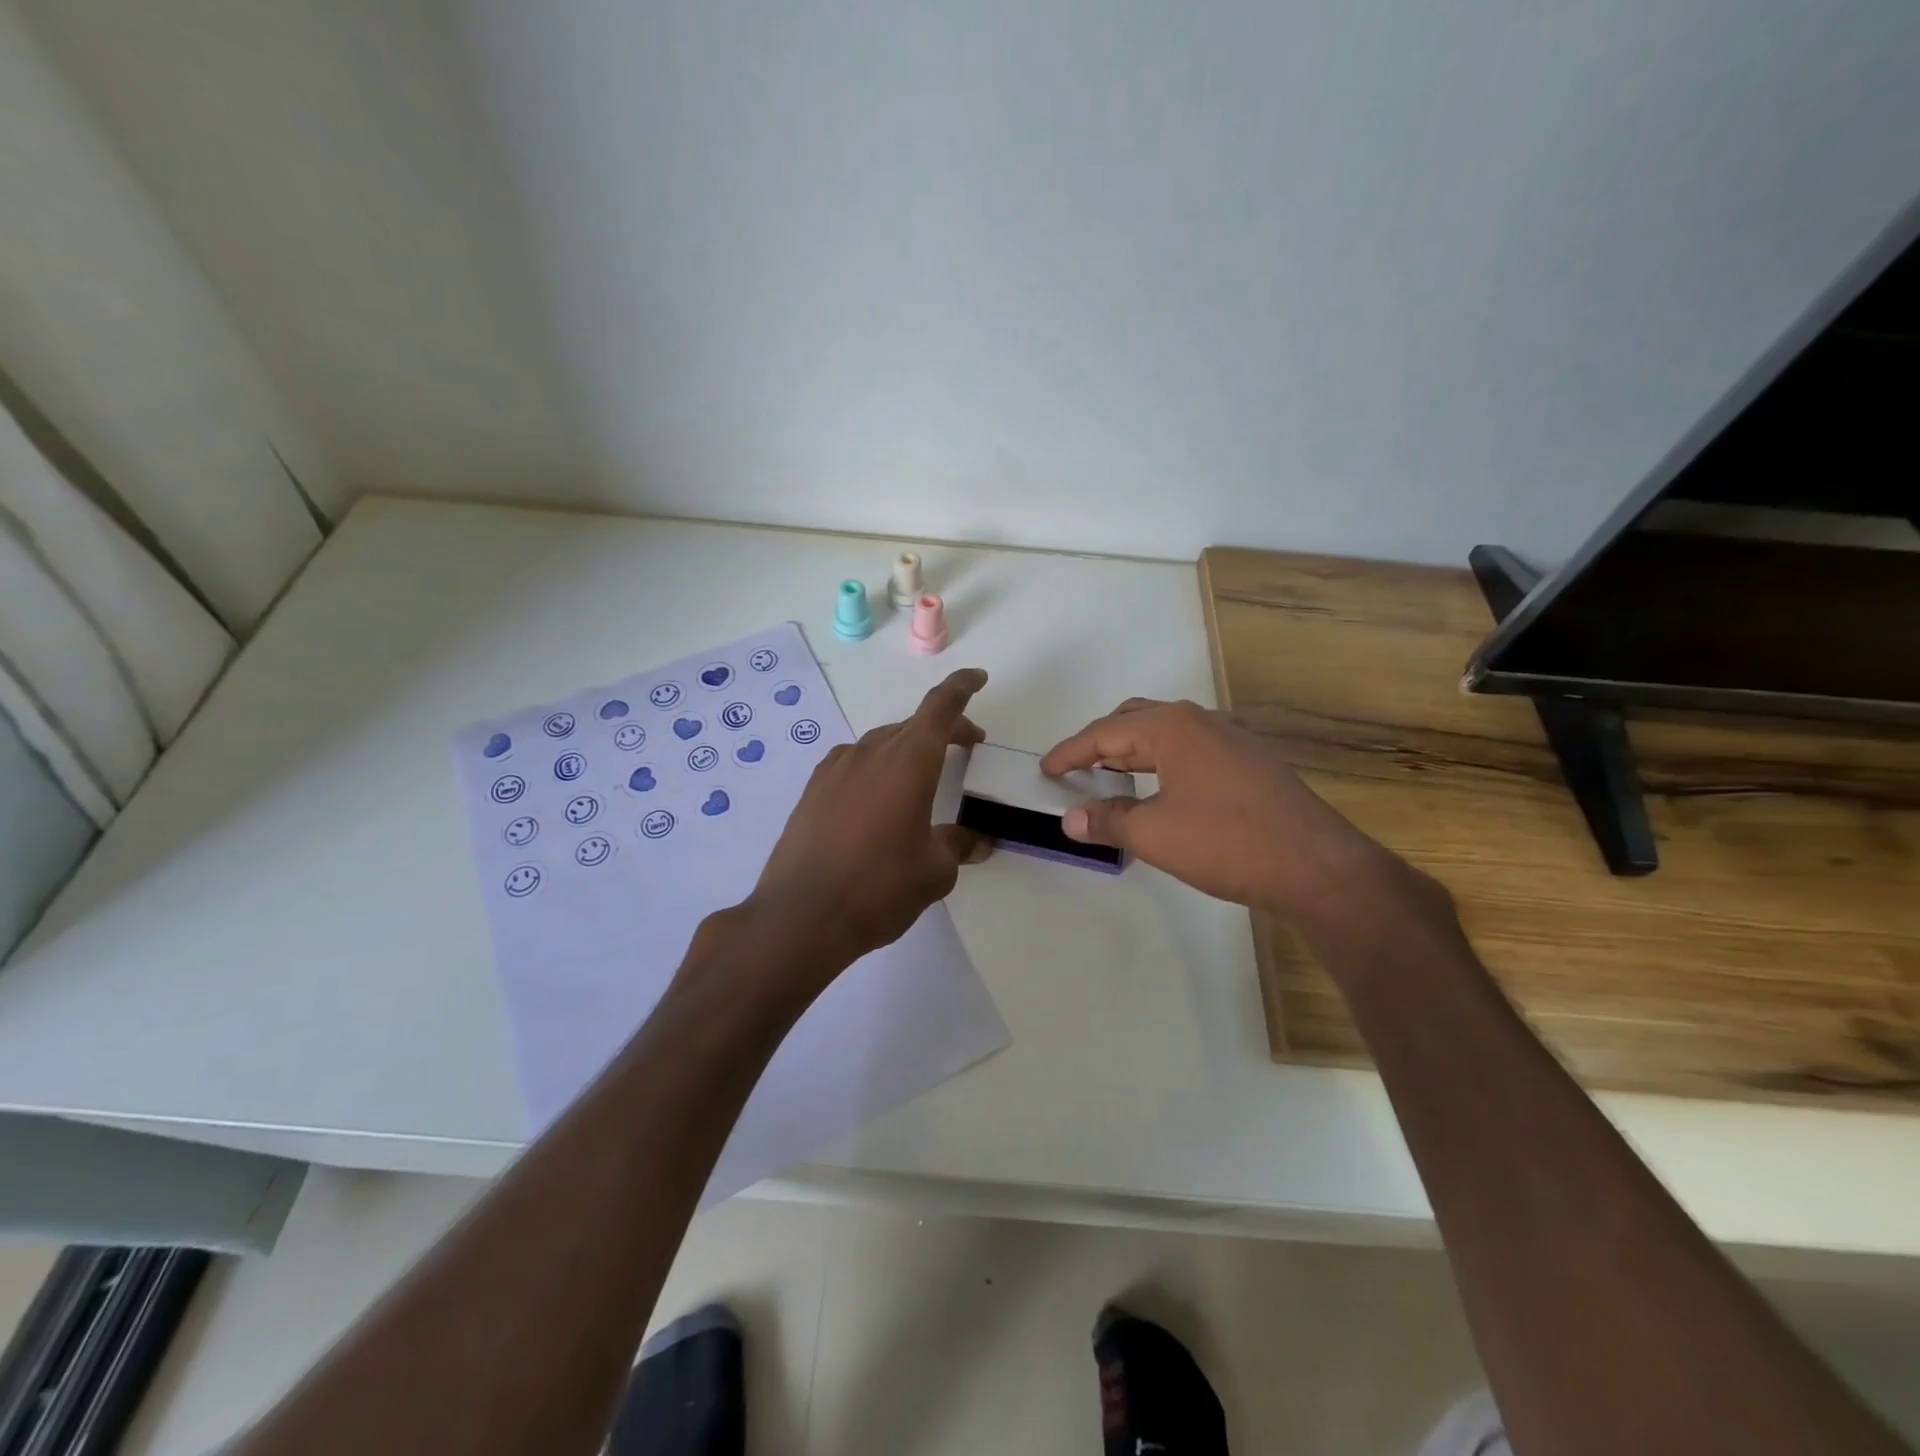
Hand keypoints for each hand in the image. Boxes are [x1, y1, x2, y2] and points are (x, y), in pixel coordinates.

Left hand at [747, 669, 991, 975]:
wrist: (800, 916)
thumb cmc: (879, 888)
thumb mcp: (934, 872)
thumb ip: (958, 846)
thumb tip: (974, 840)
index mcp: (908, 762)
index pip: (940, 707)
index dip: (961, 687)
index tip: (978, 678)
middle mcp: (871, 753)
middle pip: (913, 725)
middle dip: (944, 729)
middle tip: (966, 748)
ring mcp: (835, 769)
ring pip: (881, 743)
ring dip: (908, 750)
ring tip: (922, 778)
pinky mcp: (812, 790)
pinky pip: (853, 763)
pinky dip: (875, 768)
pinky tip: (876, 798)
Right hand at [1041, 698, 1401, 917]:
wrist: (1317, 866)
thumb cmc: (1226, 842)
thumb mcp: (1154, 834)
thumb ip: (1107, 821)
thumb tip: (1071, 820)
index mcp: (1172, 727)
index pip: (1105, 732)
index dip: (1070, 752)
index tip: (1045, 770)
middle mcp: (1202, 721)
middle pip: (1136, 722)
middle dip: (1102, 744)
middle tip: (1076, 770)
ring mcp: (1232, 739)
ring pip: (1167, 736)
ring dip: (1133, 754)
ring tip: (1111, 780)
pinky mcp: (1251, 763)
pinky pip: (1191, 752)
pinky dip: (1162, 765)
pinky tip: (1161, 792)